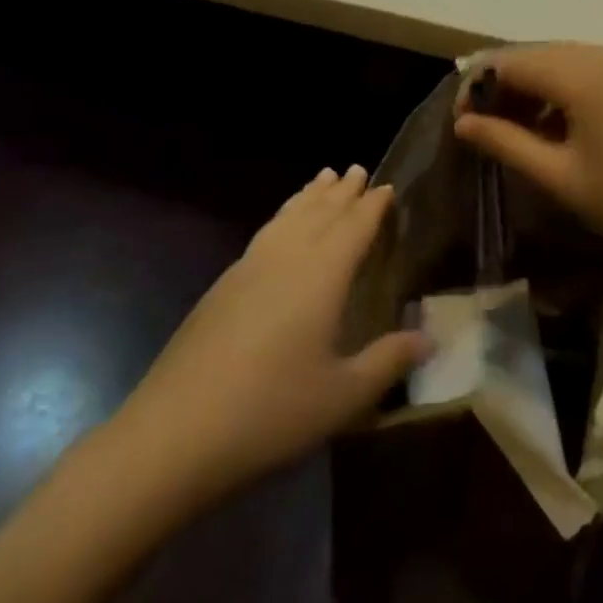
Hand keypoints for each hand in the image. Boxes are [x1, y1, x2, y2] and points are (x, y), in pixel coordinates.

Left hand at [111, 167, 424, 508]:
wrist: (174, 433)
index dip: (373, 206)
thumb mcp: (343, 396)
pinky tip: (280, 229)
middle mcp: (287, 258)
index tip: (388, 186)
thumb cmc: (271, 412)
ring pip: (287, 217)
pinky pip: (265, 233)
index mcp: (321, 274)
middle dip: (341, 191)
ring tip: (322, 178)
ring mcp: (249, 268)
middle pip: (319, 213)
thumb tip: (429, 338)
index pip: (354, 226)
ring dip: (308, 196)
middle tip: (357, 169)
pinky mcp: (222, 287)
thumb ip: (388, 361)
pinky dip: (282, 217)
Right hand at [453, 44, 602, 268]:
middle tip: (485, 129)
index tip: (463, 125)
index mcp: (581, 73)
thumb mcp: (560, 176)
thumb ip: (506, 142)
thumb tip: (463, 124)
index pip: (509, 62)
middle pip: (534, 55)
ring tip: (517, 132)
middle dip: (503, 87)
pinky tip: (556, 126)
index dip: (477, 88)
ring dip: (532, 88)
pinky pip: (586, 69)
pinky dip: (561, 89)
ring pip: (559, 60)